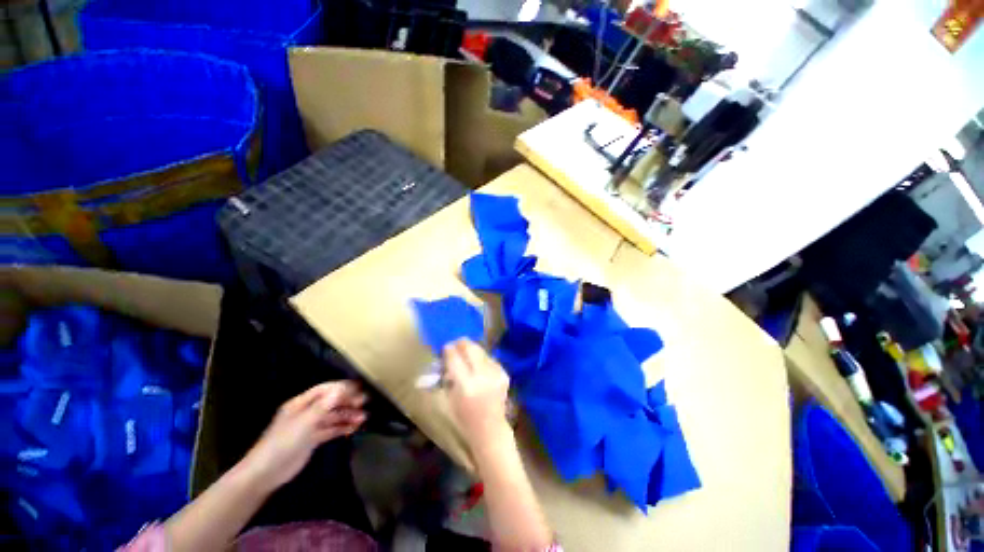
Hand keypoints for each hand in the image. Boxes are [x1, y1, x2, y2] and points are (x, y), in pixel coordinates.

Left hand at [241, 382, 365, 491]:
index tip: (359, 389)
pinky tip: (354, 428)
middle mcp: (306, 412)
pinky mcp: (312, 440)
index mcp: (301, 403)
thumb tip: (342, 389)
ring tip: (363, 418)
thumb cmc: (283, 442)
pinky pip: (331, 429)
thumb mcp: (304, 422)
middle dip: (347, 401)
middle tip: (364, 403)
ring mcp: (310, 426)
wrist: (266, 473)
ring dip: (348, 415)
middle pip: (330, 402)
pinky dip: (342, 428)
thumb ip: (324, 405)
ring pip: (333, 416)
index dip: (342, 387)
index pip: (325, 390)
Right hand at [443, 339, 511, 450]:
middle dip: (461, 344)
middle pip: (470, 348)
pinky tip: (478, 368)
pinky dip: (482, 359)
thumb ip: (446, 374)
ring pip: (481, 350)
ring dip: (472, 350)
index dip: (448, 349)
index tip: (445, 347)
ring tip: (466, 357)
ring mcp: (496, 374)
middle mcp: (482, 377)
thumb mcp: (448, 397)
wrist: (490, 429)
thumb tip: (444, 354)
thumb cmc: (464, 417)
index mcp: (465, 386)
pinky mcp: (504, 373)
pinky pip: (489, 358)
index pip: (455, 358)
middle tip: (455, 346)